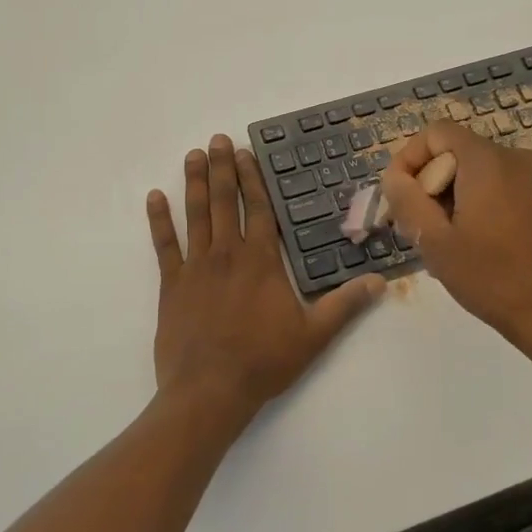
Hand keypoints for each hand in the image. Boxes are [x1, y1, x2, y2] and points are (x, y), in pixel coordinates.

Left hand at [146, 135, 384, 419]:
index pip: (258, 209)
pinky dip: (158, 220)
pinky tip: (153, 197)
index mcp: (261, 261)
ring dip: (195, 183)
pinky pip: (164, 245)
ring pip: (195, 215)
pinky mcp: (172, 285)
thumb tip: (379, 282)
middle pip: (225, 202)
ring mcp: (196, 267)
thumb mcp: (313, 335)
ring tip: (193, 156)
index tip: (246, 153)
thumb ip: (344, 305)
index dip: (252, 178)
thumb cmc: (263, 361)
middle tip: (216, 140)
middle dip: (222, 168)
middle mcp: (227, 254)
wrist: (209, 391)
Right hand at [378, 120, 531, 353]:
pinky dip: (475, 206)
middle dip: (428, 184)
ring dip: (450, 199)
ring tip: (442, 244)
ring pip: (475, 173)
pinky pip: (497, 189)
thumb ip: (407, 200)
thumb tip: (394, 177)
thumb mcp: (435, 241)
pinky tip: (471, 247)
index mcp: (486, 161)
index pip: (436, 133)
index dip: (409, 158)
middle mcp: (514, 159)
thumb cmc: (493, 277)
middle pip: (455, 153)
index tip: (399, 198)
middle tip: (416, 227)